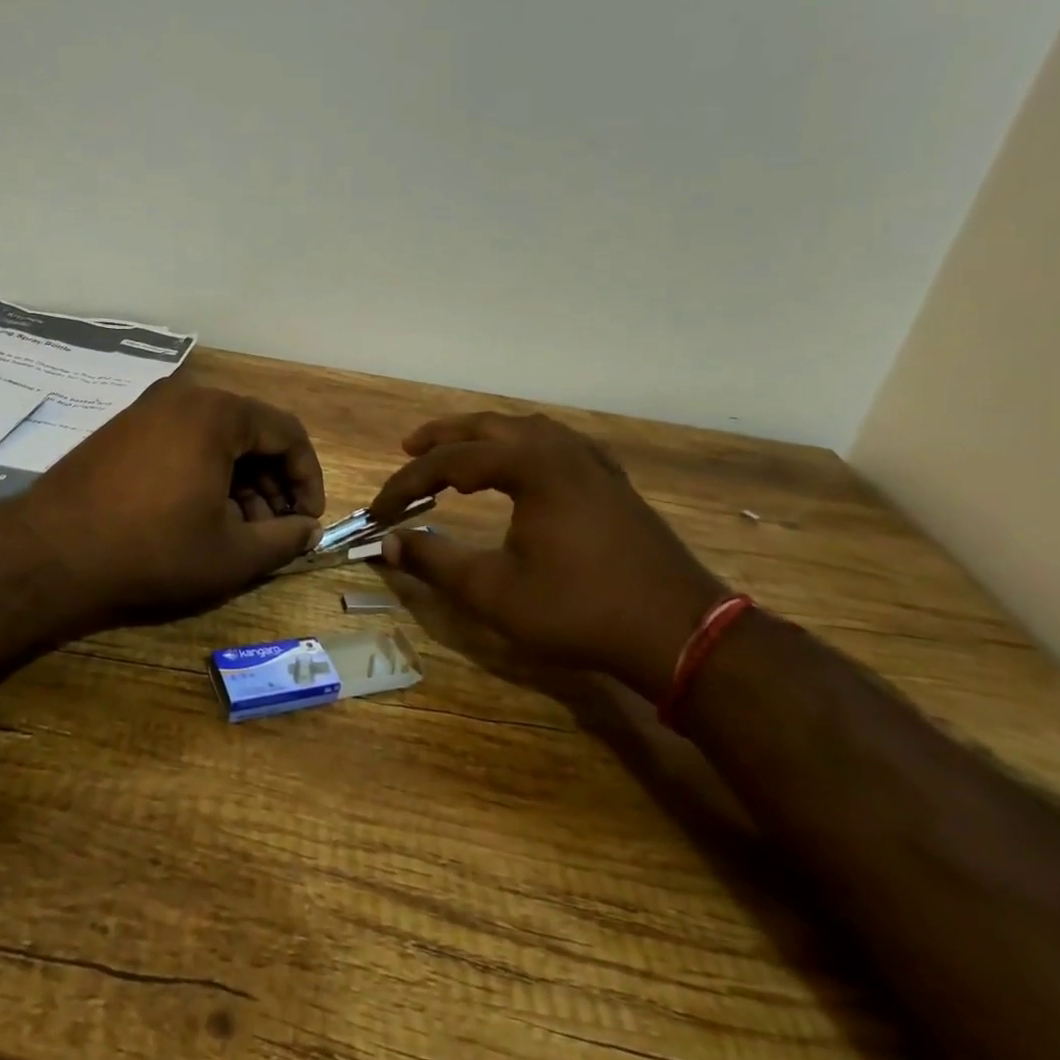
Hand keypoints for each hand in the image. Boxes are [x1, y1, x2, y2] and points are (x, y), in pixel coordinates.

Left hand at [12, 381, 324, 626]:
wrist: (49, 554)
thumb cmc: (152, 551)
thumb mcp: (231, 554)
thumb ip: (284, 539)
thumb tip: (307, 531)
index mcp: (217, 414)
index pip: (287, 433)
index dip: (307, 478)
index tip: (308, 521)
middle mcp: (184, 398)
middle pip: (251, 433)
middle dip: (272, 483)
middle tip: (274, 530)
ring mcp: (148, 410)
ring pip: (216, 439)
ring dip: (240, 482)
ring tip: (238, 531)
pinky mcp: (123, 430)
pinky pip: (182, 442)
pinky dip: (204, 474)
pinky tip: (199, 516)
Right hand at [367, 413, 723, 700]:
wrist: (679, 633)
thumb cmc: (579, 609)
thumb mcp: (493, 592)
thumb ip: (435, 561)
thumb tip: (388, 544)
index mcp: (530, 465)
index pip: (450, 462)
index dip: (407, 483)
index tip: (379, 510)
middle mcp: (560, 449)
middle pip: (488, 427)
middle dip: (443, 436)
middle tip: (408, 448)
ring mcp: (593, 463)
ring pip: (526, 429)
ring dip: (485, 436)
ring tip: (458, 449)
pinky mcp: (613, 482)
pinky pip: (557, 444)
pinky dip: (524, 445)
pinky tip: (524, 462)